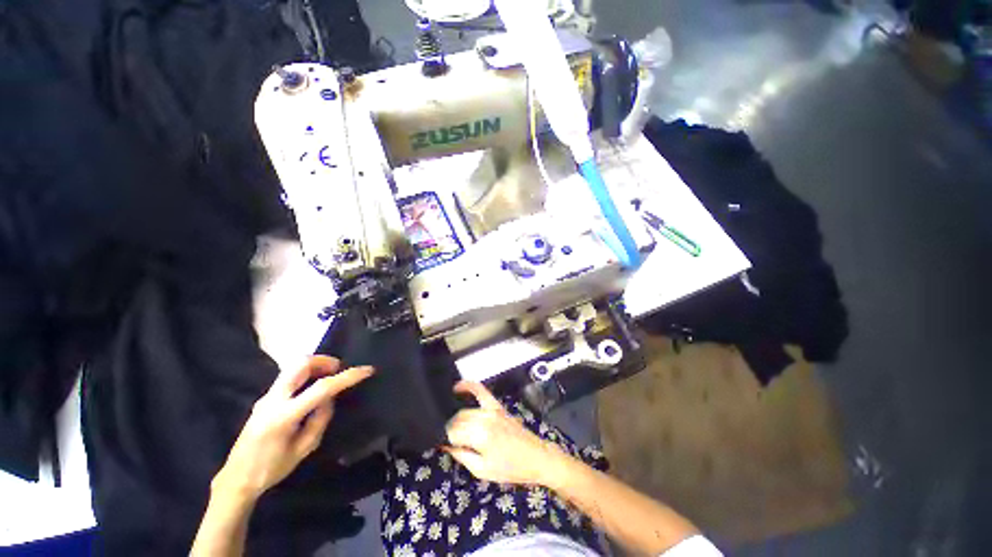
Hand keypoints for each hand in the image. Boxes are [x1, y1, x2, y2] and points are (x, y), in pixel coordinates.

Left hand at [213, 356, 372, 499]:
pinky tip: (313, 387)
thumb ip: (320, 419)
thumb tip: (330, 399)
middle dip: (325, 360)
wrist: (237, 478)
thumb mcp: (304, 449)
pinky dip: (306, 374)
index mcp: (284, 416)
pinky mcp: (264, 398)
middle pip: (300, 364)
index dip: (347, 377)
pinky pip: (289, 376)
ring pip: (293, 367)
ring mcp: (266, 397)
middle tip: (340, 368)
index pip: (321, 388)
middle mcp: (272, 400)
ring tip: (329, 376)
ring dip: (315, 365)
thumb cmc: (272, 469)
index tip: (366, 370)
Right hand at [444, 382, 569, 486]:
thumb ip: (461, 455)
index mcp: (480, 435)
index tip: (441, 445)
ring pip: (465, 409)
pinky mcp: (497, 405)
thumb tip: (445, 445)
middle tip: (448, 440)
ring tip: (452, 426)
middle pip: (458, 419)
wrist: (535, 457)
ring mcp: (492, 409)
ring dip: (456, 417)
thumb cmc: (510, 469)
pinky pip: (481, 391)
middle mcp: (485, 417)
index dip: (445, 439)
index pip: (453, 432)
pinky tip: (457, 387)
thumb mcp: (482, 470)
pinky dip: (469, 386)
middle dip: (450, 429)